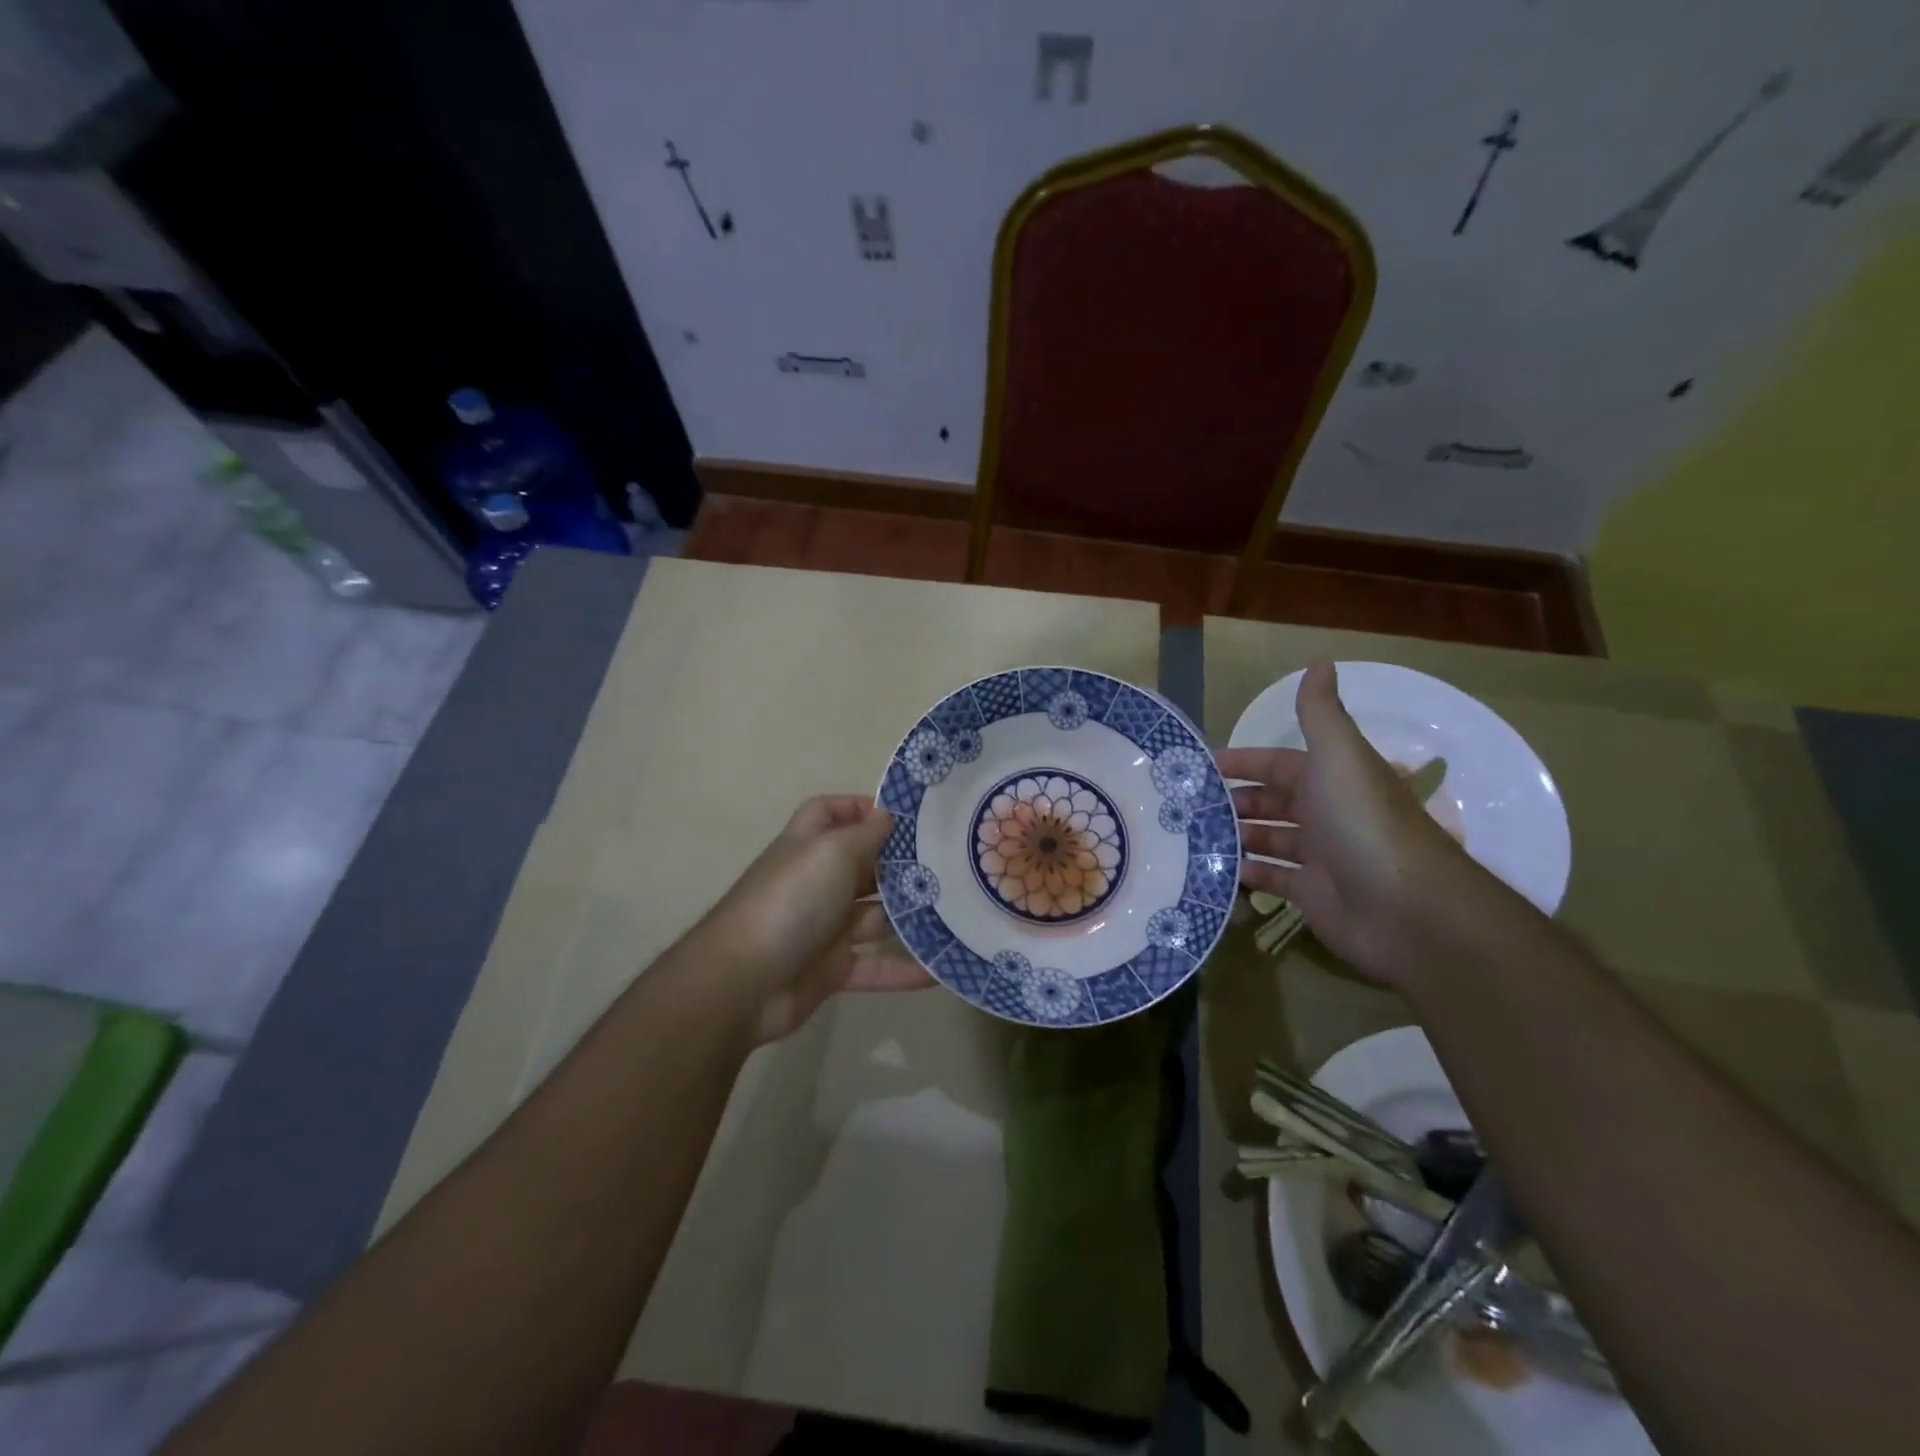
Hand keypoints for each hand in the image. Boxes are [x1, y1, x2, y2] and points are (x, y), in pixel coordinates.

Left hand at [698, 796, 931, 1041]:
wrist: (743, 983)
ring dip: (911, 916)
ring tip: (959, 911)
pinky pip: (874, 965)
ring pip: (876, 916)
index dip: (862, 808)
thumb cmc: (791, 901)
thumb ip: (866, 833)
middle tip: (952, 864)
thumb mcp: (832, 852)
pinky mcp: (831, 968)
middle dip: (902, 864)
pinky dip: (903, 970)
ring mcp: (824, 926)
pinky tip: (939, 969)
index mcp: (810, 845)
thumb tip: (887, 814)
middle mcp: (817, 881)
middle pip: (864, 865)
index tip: (907, 816)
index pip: (832, 812)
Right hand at [1215, 661, 1486, 984]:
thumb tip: (1321, 660)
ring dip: (1236, 836)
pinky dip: (1247, 874)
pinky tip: (1215, 870)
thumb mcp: (1339, 757)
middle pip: (1272, 801)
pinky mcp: (1314, 895)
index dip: (1243, 761)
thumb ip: (1320, 714)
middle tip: (1187, 807)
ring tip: (1191, 836)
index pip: (1279, 763)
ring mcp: (1321, 857)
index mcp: (1332, 778)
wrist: (1406, 909)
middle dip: (1234, 801)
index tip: (1201, 766)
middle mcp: (1327, 814)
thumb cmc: (1363, 824)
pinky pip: (1272, 879)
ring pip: (1269, 839)